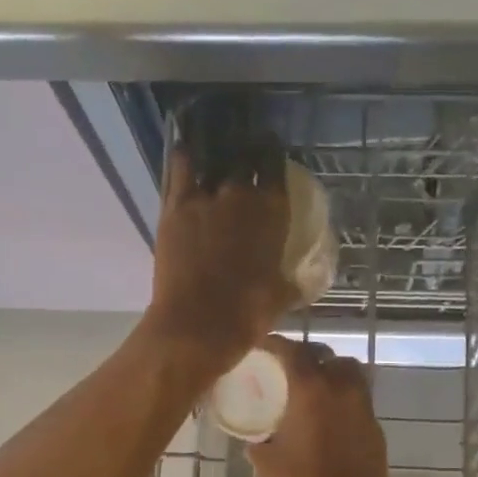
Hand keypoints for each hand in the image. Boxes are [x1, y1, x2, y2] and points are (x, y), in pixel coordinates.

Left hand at [142, 147, 293, 379]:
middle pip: (245, 158)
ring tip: (217, 151)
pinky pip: (180, 169)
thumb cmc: (246, 316)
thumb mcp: (280, 298)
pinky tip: (185, 153)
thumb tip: (302, 282)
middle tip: (246, 155)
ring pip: (213, 159)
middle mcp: (242, 195)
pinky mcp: (176, 207)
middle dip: (247, 153)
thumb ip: (291, 282)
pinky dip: (184, 158)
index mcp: (273, 212)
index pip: (276, 168)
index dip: (273, 158)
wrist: (197, 325)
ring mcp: (206, 198)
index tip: (271, 155)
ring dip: (217, 154)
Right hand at [247, 337, 402, 476]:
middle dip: (306, 357)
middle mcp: (341, 388)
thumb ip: (259, 442)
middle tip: (287, 371)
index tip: (262, 348)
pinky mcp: (375, 426)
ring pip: (349, 373)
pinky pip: (358, 399)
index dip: (275, 344)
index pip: (292, 350)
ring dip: (330, 373)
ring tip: (311, 391)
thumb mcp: (268, 464)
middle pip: (325, 355)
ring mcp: (363, 406)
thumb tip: (255, 438)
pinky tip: (327, 420)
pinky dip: (342, 399)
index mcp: (312, 390)